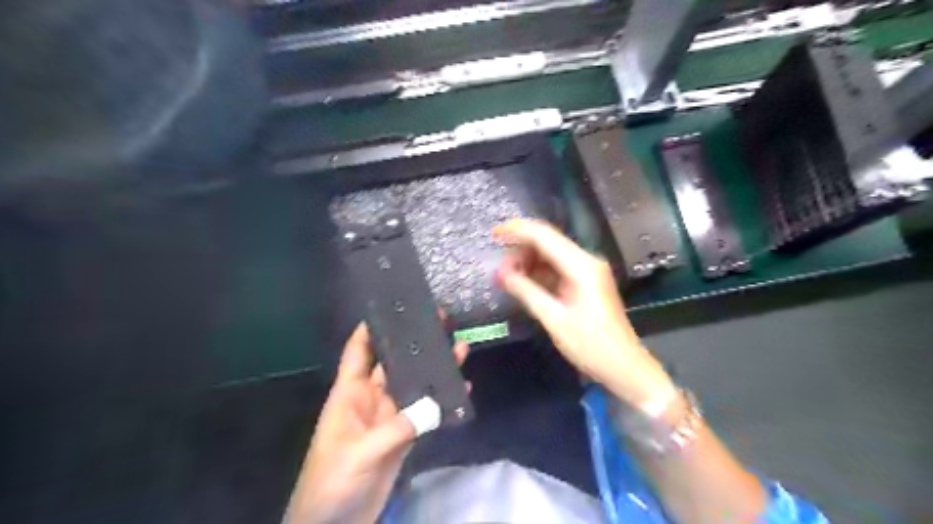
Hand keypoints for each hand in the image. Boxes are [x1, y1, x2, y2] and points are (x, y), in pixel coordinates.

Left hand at [282, 322, 466, 523]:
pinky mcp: (404, 436)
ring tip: (460, 347)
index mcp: (350, 394)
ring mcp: (389, 417)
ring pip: (414, 386)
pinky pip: (425, 412)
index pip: (359, 351)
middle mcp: (371, 399)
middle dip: (414, 343)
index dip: (371, 328)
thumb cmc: (332, 481)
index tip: (395, 306)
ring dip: (434, 370)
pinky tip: (462, 389)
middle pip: (394, 363)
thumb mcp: (361, 451)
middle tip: (440, 321)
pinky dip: (443, 402)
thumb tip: (435, 404)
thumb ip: (398, 427)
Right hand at [496, 218, 679, 407]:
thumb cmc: (590, 345)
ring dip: (527, 263)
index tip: (493, 234)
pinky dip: (538, 274)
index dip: (517, 231)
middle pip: (547, 243)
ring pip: (550, 255)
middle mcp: (586, 261)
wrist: (623, 366)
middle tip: (499, 270)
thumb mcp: (554, 319)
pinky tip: (523, 284)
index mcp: (581, 266)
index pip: (544, 235)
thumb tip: (501, 273)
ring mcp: (587, 271)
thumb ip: (526, 292)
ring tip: (507, 279)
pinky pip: (557, 269)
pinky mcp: (585, 283)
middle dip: (520, 251)